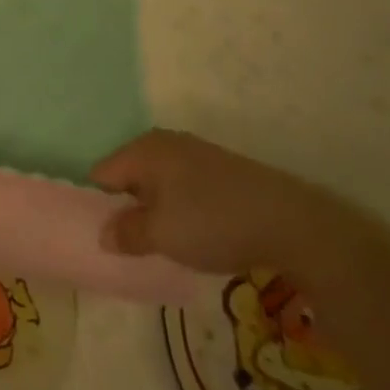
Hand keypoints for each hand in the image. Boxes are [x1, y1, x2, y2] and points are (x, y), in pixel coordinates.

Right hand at [90, 129, 340, 275]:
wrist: (290, 221)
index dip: (98, 207)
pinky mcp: (221, 169)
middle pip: (130, 177)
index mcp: (143, 150)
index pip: (101, 175)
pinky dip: (182, 209)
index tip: (107, 239)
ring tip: (168, 244)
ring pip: (159, 183)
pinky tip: (198, 234)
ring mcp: (195, 153)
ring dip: (157, 211)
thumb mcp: (162, 234)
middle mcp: (164, 143)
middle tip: (136, 246)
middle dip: (129, 209)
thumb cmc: (212, 222)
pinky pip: (184, 187)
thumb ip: (127, 233)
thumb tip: (104, 235)